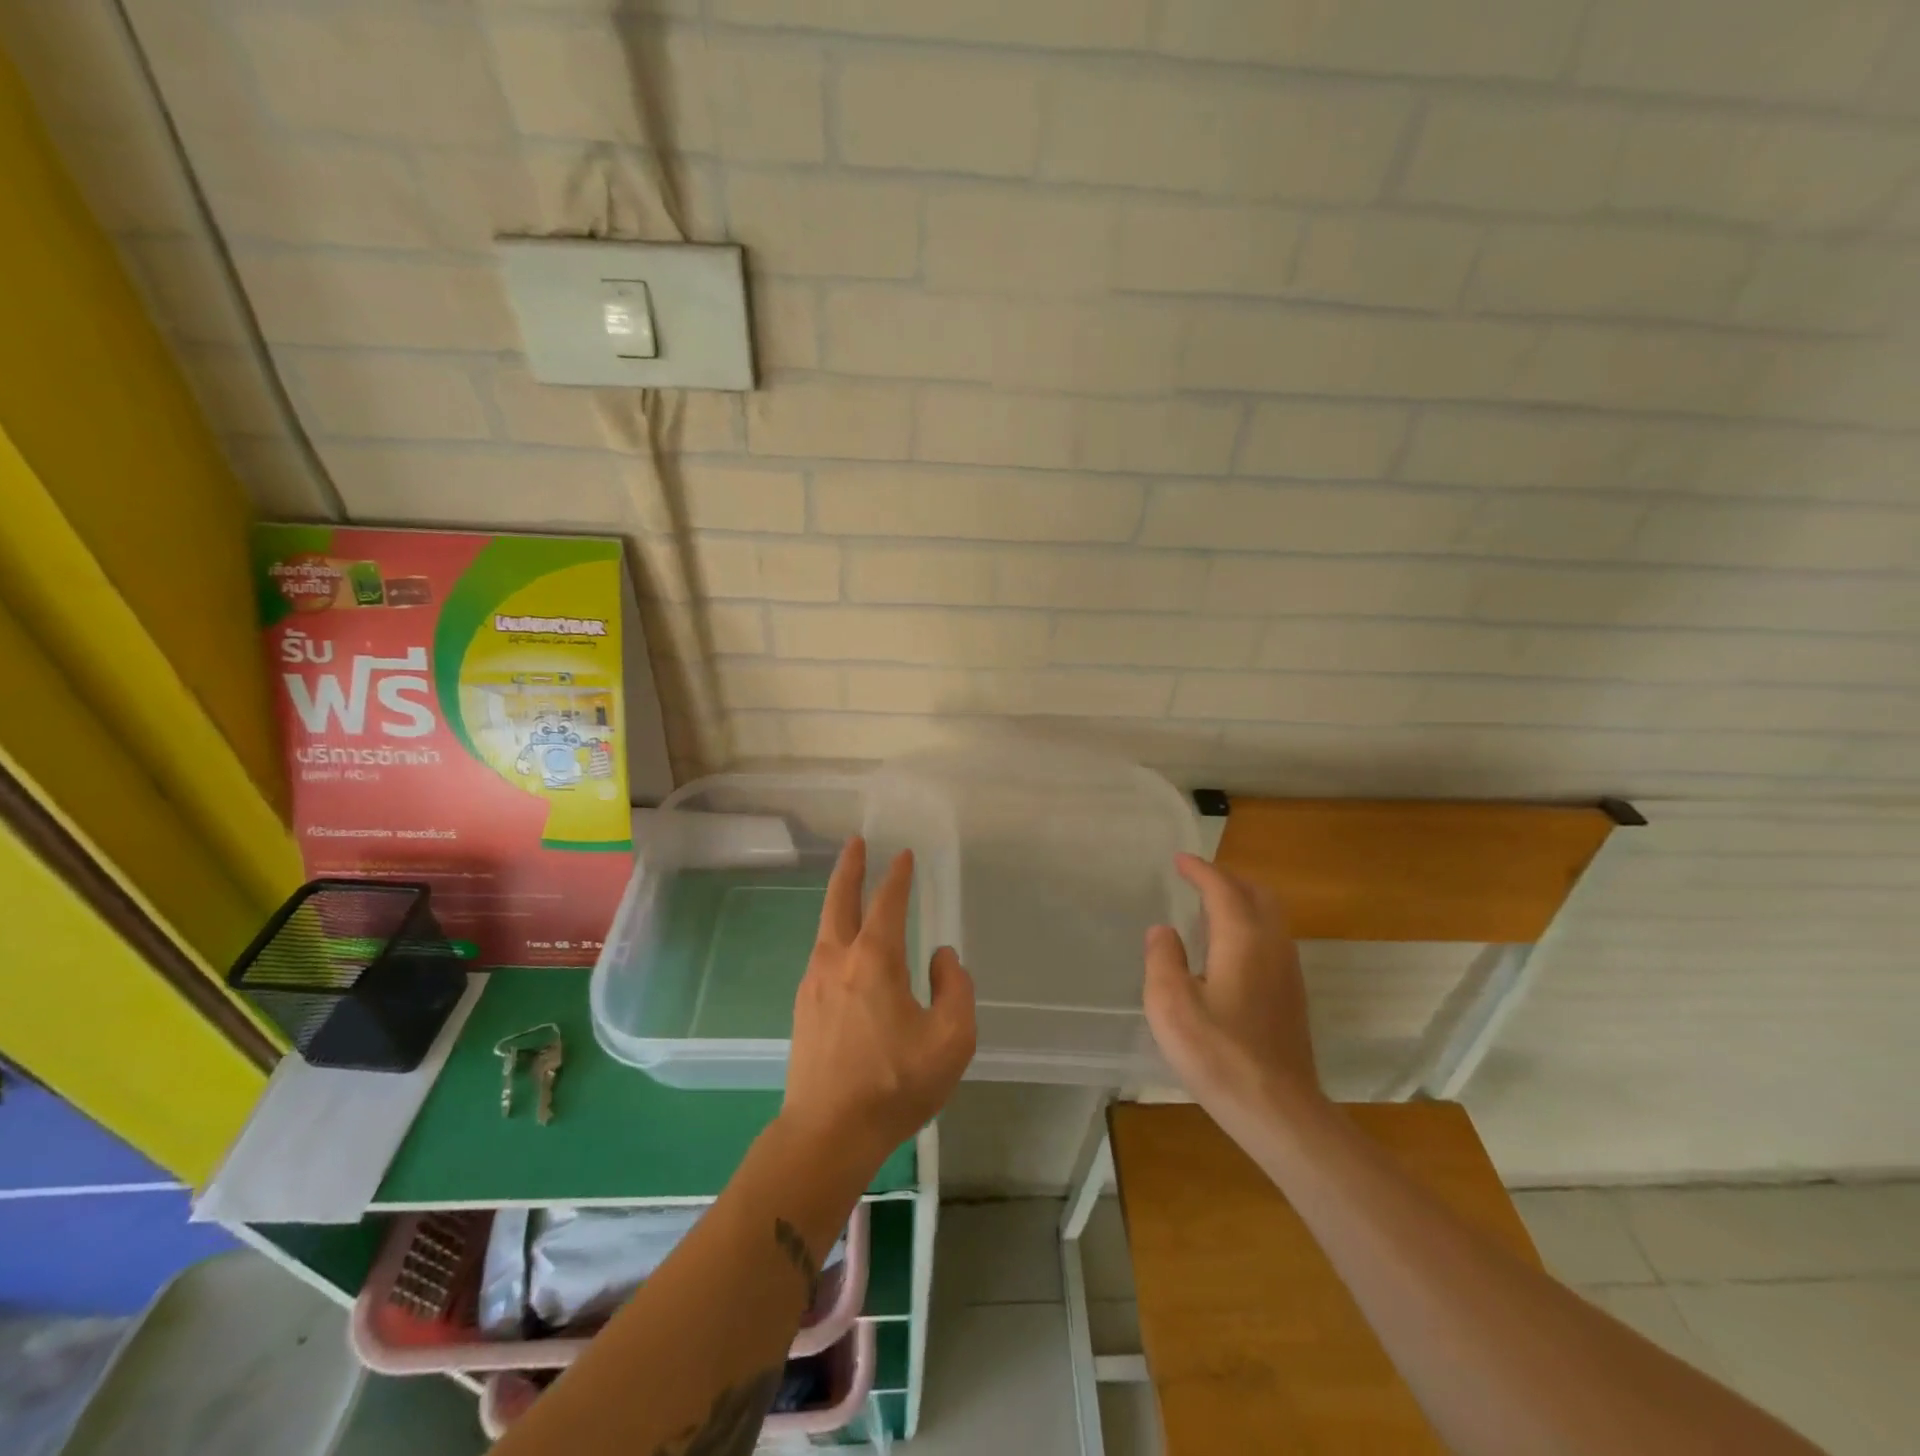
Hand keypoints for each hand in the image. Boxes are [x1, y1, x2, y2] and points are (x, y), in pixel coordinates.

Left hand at [781, 838, 975, 1175]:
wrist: (827, 1134)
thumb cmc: (895, 1084)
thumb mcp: (950, 1039)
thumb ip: (955, 988)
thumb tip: (941, 958)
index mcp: (875, 960)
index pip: (887, 903)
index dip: (898, 876)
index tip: (904, 855)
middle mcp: (838, 961)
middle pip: (839, 901)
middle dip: (849, 868)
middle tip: (856, 843)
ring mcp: (814, 985)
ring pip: (825, 929)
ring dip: (838, 901)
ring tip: (849, 892)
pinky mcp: (803, 1010)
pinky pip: (821, 957)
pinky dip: (833, 936)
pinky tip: (842, 951)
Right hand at [1143, 853, 1326, 1135]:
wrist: (1278, 1110)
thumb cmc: (1218, 1054)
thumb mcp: (1171, 1005)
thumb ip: (1162, 959)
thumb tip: (1163, 931)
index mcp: (1243, 939)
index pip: (1222, 889)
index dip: (1200, 870)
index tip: (1179, 860)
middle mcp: (1272, 945)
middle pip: (1256, 894)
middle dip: (1226, 878)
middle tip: (1196, 878)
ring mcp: (1288, 971)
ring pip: (1269, 916)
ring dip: (1241, 900)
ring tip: (1210, 906)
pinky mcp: (1292, 996)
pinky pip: (1272, 938)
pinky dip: (1250, 924)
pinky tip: (1229, 948)